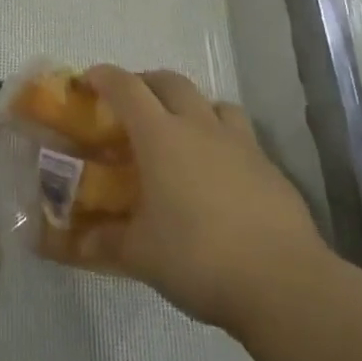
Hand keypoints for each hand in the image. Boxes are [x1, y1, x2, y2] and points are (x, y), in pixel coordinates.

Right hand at [73, 66, 332, 336]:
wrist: (283, 282)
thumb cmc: (197, 258)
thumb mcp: (140, 254)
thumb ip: (106, 241)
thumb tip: (78, 242)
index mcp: (161, 137)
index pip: (127, 89)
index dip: (105, 77)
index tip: (89, 79)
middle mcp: (200, 128)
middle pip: (171, 82)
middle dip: (146, 83)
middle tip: (131, 103)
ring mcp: (241, 144)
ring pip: (213, 103)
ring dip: (191, 106)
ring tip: (180, 132)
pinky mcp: (270, 167)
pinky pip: (240, 136)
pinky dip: (221, 140)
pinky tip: (217, 173)